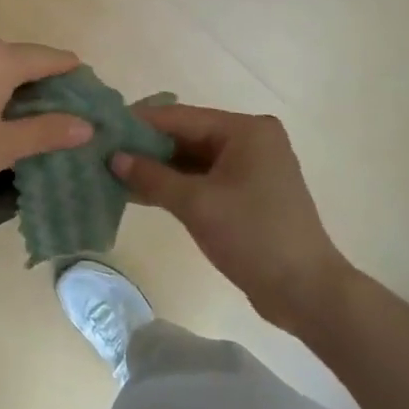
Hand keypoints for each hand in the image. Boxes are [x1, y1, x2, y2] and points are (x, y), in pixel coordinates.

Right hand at [111, 104, 353, 333]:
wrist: (306, 291)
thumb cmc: (253, 236)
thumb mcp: (197, 204)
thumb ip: (152, 177)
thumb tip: (113, 158)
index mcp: (245, 130)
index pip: (180, 117)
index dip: (139, 123)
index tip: (102, 129)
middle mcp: (249, 140)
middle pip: (186, 135)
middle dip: (145, 147)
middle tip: (102, 152)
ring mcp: (249, 167)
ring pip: (192, 159)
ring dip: (156, 168)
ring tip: (112, 172)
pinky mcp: (246, 193)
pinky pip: (203, 178)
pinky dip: (174, 184)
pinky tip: (139, 192)